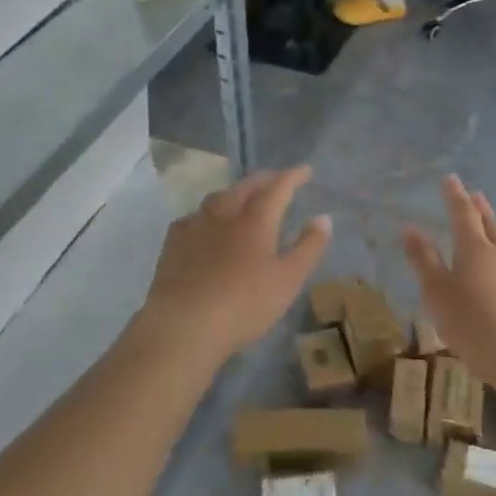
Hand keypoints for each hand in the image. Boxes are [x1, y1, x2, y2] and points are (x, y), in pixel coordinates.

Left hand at [140, 167, 331, 361]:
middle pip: (245, 187)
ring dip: (234, 192)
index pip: (278, 188)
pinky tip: (205, 225)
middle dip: (264, 179)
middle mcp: (224, 214)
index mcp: (255, 220)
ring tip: (242, 197)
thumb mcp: (288, 280)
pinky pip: (193, 217)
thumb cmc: (244, 304)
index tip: (304, 170)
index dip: (292, 177)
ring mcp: (194, 227)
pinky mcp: (173, 244)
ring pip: (217, 198)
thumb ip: (308, 247)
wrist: (183, 325)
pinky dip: (207, 214)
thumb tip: (323, 218)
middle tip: (276, 179)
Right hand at [402, 177, 495, 388]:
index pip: (463, 213)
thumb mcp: (436, 292)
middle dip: (479, 207)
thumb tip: (410, 228)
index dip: (455, 195)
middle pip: (490, 222)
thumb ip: (423, 259)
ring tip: (495, 221)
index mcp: (474, 248)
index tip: (450, 179)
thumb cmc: (469, 322)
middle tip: (474, 194)